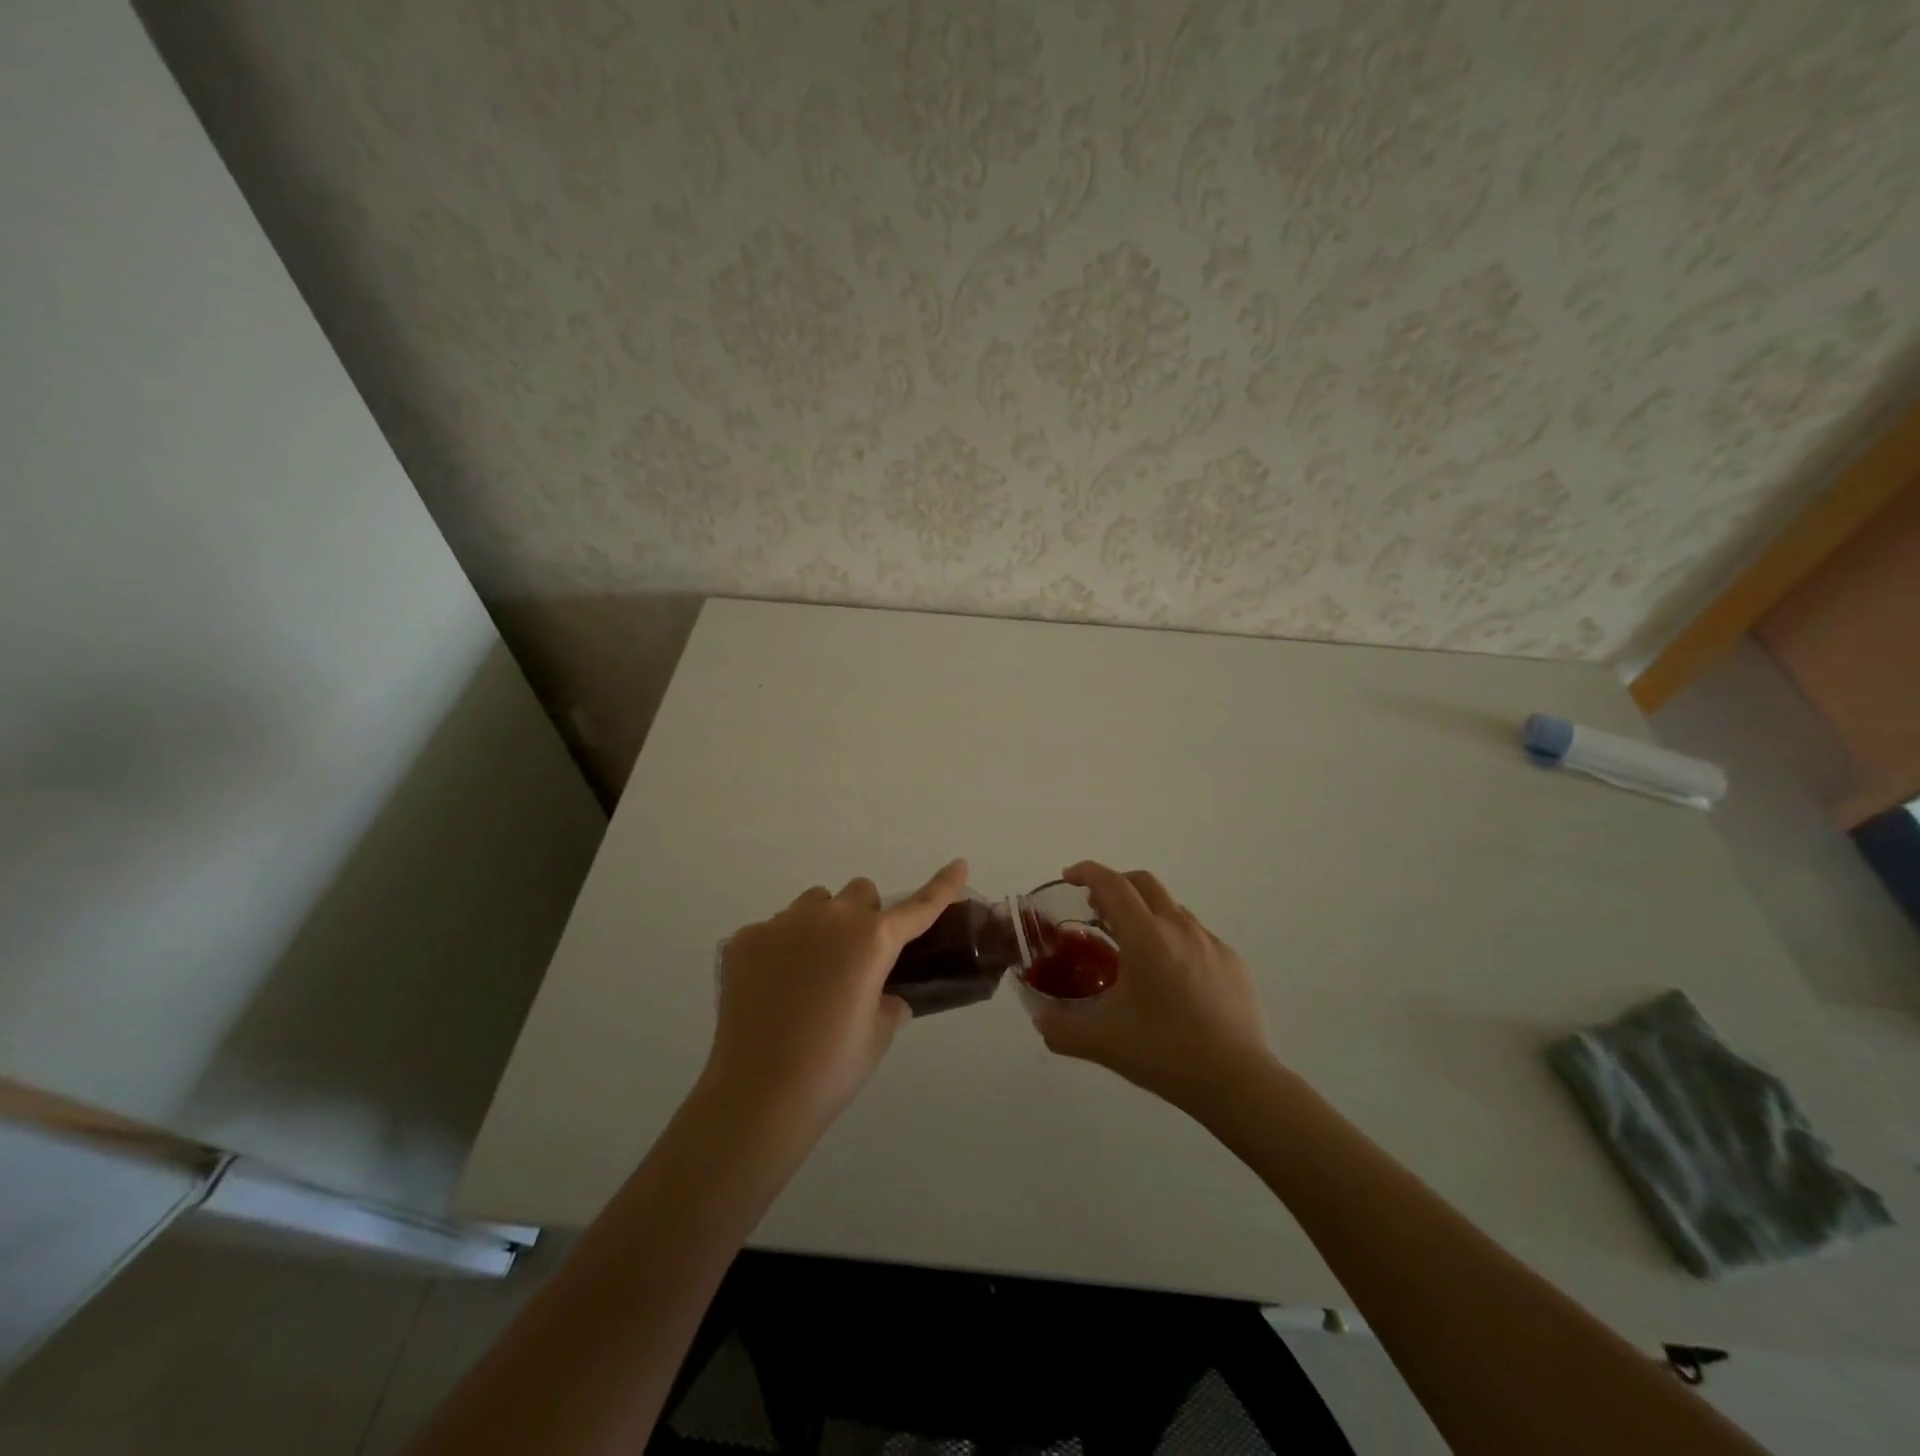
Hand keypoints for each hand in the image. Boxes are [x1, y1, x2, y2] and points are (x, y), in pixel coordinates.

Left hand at [706, 859, 968, 1135]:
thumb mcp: (879, 1033)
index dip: (942, 886)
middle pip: (859, 893)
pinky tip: (772, 989)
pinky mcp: (745, 938)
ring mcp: (782, 923)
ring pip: (814, 904)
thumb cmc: (832, 1067)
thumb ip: (889, 1001)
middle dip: (864, 917)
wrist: (757, 1094)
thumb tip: (883, 995)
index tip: (959, 865)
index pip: (917, 907)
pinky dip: (781, 949)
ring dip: (822, 924)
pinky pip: (774, 929)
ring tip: (810, 972)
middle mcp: (829, 917)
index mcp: (872, 939)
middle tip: (856, 960)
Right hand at [1030, 861, 1275, 1110]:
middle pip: (1143, 883)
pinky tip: (1170, 977)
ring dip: (1146, 912)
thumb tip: (1039, 1020)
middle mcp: (1180, 928)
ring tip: (1131, 946)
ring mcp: (1211, 943)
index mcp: (1146, 936)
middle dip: (1116, 884)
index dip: (1087, 872)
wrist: (1238, 1082)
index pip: (1112, 884)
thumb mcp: (1102, 1042)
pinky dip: (1173, 938)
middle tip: (1096, 909)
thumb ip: (1061, 1029)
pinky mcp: (1233, 963)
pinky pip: (1195, 935)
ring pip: (1171, 908)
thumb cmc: (1165, 1052)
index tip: (1069, 877)